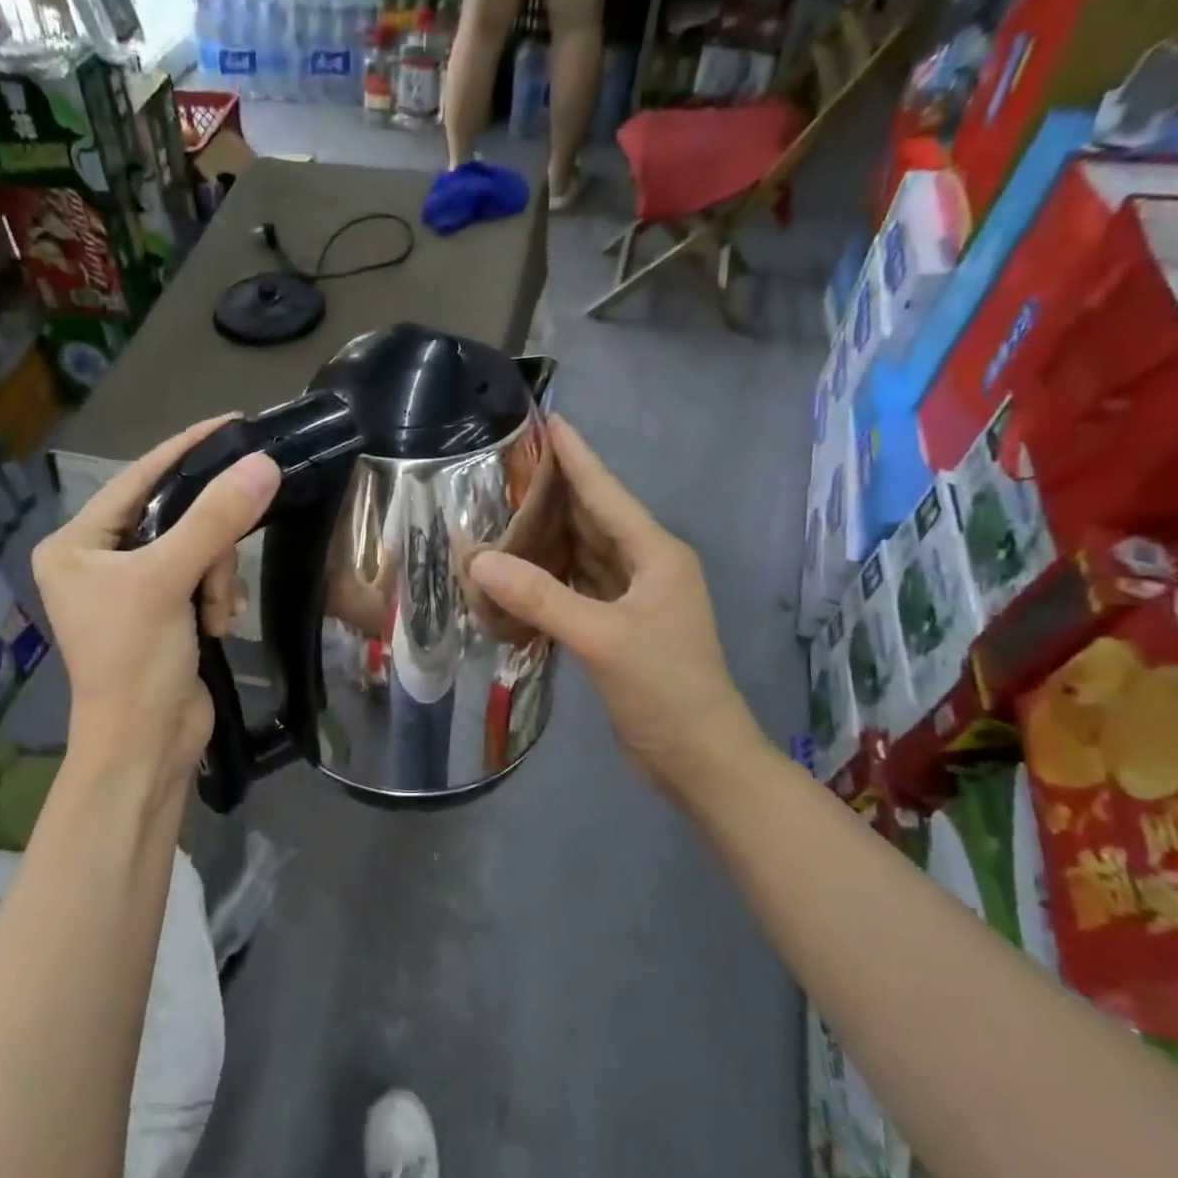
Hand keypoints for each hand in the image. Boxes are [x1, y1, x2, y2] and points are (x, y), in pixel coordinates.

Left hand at [32, 417, 279, 792]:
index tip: (233, 423)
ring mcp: (135, 589)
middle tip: (215, 578)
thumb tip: (264, 464)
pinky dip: (219, 599)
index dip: (186, 450)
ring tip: (214, 616)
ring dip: (216, 580)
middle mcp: (100, 560)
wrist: (147, 746)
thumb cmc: (136, 660)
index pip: (137, 478)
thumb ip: (215, 520)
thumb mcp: (169, 581)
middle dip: (206, 548)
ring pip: (198, 550)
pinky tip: (218, 628)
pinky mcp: (166, 613)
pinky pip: (205, 580)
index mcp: (77, 544)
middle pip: (175, 517)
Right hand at [467, 416, 761, 799]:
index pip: (607, 493)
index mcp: (656, 555)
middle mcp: (647, 567)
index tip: (550, 419)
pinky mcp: (620, 628)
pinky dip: (549, 578)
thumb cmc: (664, 689)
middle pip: (594, 518)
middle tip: (506, 466)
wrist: (699, 757)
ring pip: (585, 554)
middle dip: (554, 492)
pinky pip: (579, 588)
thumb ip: (540, 597)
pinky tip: (518, 571)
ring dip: (548, 536)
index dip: (577, 457)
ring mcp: (635, 600)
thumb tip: (478, 560)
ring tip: (502, 511)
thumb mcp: (601, 638)